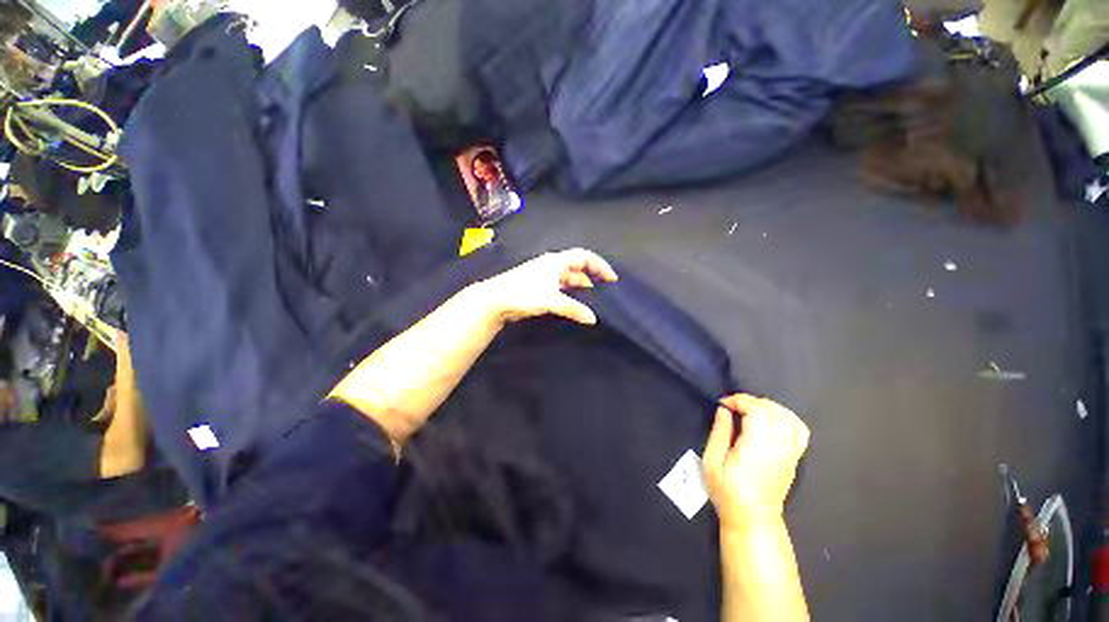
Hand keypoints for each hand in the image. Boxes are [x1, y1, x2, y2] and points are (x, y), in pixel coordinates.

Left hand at [478, 248, 617, 325]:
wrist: (495, 299)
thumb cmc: (523, 293)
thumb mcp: (551, 301)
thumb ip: (573, 309)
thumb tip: (593, 319)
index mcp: (556, 262)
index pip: (585, 257)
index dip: (600, 265)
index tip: (612, 279)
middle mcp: (552, 266)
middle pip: (578, 267)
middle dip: (592, 277)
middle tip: (605, 291)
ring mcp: (545, 276)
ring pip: (569, 279)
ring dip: (581, 287)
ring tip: (593, 300)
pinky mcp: (539, 286)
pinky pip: (561, 287)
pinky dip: (570, 294)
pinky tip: (575, 304)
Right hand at [703, 395, 809, 530]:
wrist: (752, 519)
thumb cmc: (727, 491)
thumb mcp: (712, 461)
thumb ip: (719, 432)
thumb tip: (723, 410)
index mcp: (757, 446)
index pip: (756, 409)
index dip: (738, 400)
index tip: (723, 404)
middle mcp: (778, 446)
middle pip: (773, 409)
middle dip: (751, 401)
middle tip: (733, 407)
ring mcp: (790, 452)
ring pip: (788, 416)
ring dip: (768, 407)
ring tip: (750, 411)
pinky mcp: (794, 458)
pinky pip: (800, 431)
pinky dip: (788, 418)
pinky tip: (773, 420)